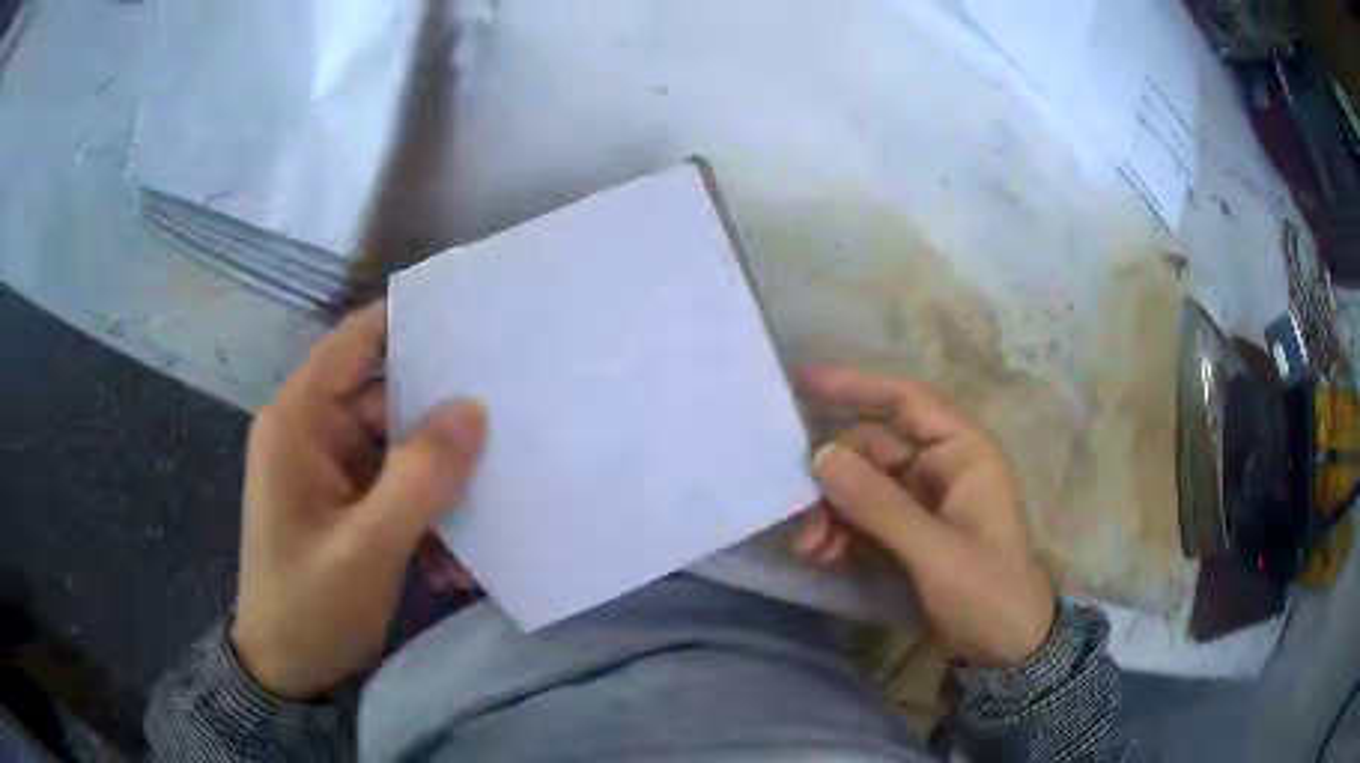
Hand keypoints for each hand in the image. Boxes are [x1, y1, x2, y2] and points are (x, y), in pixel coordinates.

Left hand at [231, 302, 487, 699]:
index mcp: (299, 421)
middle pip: (387, 398)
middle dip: (442, 422)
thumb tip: (475, 409)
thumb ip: (420, 477)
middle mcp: (312, 432)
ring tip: (484, 517)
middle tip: (509, 428)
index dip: (411, 322)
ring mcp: (329, 469)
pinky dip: (425, 514)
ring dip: (438, 485)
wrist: (285, 668)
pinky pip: (395, 487)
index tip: (477, 319)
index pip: (356, 342)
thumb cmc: (310, 606)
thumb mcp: (368, 547)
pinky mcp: (344, 502)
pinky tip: (452, 560)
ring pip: (399, 448)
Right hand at [792, 366, 1054, 667]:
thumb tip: (821, 457)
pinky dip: (838, 532)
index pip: (906, 402)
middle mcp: (940, 468)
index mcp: (963, 453)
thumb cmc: (989, 591)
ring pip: (861, 487)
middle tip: (800, 518)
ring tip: (810, 550)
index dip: (855, 386)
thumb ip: (880, 506)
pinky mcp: (907, 534)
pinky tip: (822, 557)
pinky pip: (862, 518)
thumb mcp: (937, 552)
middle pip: (872, 450)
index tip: (801, 382)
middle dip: (833, 480)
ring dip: (830, 512)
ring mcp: (921, 502)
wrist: (1005, 649)